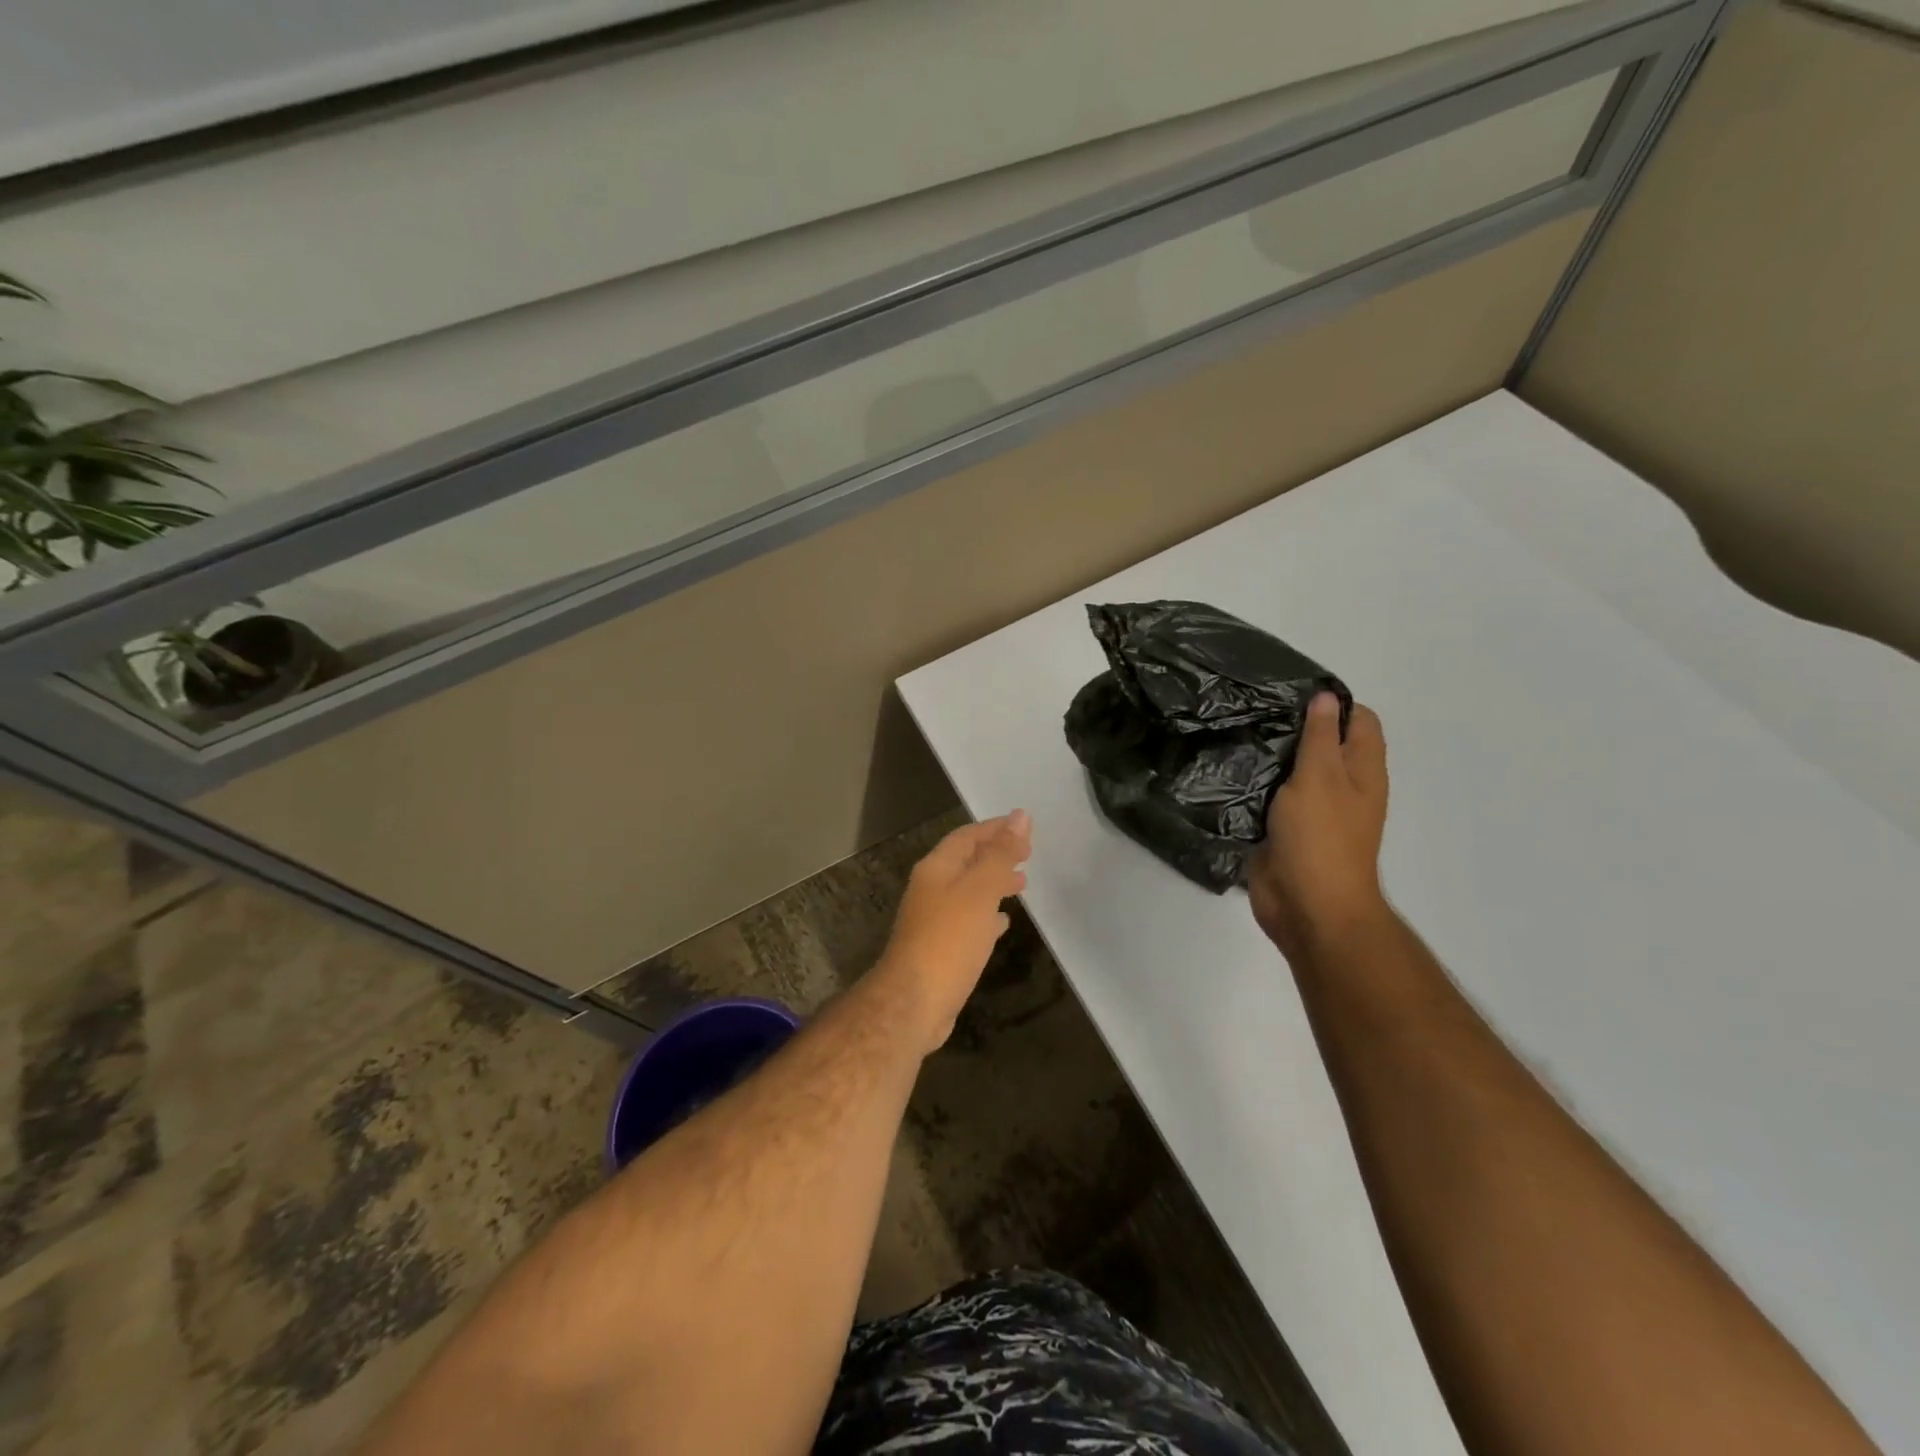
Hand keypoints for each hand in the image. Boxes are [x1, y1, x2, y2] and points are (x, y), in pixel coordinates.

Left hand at [873, 811, 1030, 1054]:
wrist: (914, 1002)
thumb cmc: (949, 939)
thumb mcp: (980, 890)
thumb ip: (1000, 854)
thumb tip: (1020, 816)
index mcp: (936, 869)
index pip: (967, 837)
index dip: (995, 828)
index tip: (1024, 825)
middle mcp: (931, 889)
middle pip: (967, 863)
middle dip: (996, 855)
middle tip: (1028, 855)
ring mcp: (933, 920)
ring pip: (969, 892)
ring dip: (994, 884)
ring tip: (1022, 885)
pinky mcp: (940, 948)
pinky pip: (968, 921)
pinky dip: (988, 916)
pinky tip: (1003, 923)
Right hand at [1248, 693, 1389, 959]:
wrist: (1307, 906)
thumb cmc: (1321, 837)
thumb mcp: (1321, 776)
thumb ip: (1320, 736)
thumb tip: (1325, 697)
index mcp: (1363, 771)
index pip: (1358, 720)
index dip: (1332, 703)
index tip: (1290, 693)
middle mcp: (1342, 787)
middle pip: (1325, 743)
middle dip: (1295, 726)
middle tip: (1254, 710)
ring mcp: (1314, 810)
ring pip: (1294, 770)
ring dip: (1272, 756)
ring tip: (1237, 733)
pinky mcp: (1285, 830)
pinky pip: (1272, 798)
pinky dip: (1257, 785)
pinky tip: (1230, 771)